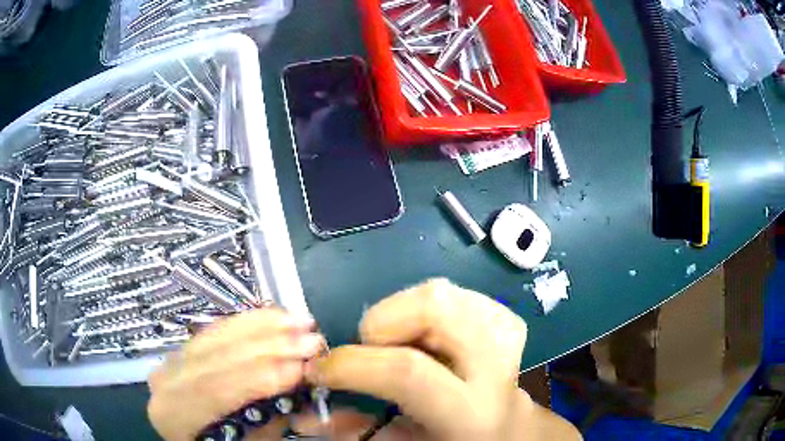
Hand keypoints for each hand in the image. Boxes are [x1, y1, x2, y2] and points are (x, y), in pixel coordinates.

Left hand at [147, 308, 324, 440]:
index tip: (300, 369)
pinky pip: (216, 329)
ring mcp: (172, 360)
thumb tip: (310, 400)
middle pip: (214, 356)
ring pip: (215, 335)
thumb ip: (272, 424)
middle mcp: (165, 381)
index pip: (214, 390)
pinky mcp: (185, 349)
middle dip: (268, 346)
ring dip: (263, 326)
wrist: (195, 435)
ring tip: (301, 321)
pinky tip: (275, 315)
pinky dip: (249, 321)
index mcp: (173, 415)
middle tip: (312, 340)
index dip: (258, 377)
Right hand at [300, 279, 580, 439]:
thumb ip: (353, 430)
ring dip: (402, 313)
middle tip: (369, 348)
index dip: (353, 364)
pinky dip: (423, 307)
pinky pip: (452, 291)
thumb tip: (303, 413)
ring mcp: (505, 331)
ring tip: (397, 344)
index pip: (407, 371)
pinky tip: (425, 336)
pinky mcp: (505, 316)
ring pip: (440, 291)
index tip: (320, 368)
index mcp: (469, 410)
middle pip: (435, 306)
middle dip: (383, 320)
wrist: (506, 428)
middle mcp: (495, 364)